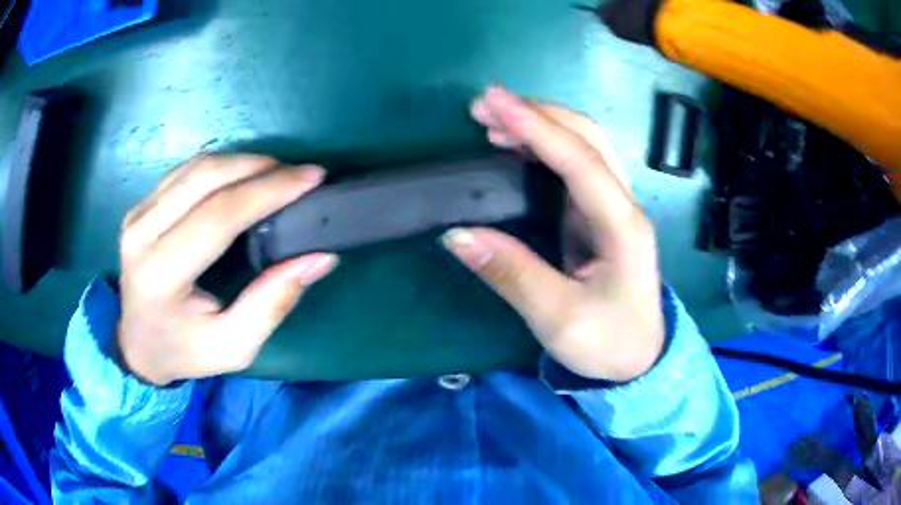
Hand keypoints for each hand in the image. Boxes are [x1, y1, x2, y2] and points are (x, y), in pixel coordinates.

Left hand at [116, 154, 338, 385]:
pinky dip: (220, 168)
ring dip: (241, 162)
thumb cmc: (185, 351)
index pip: (218, 216)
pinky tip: (242, 177)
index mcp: (161, 274)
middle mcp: (142, 235)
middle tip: (298, 173)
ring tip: (276, 173)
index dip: (267, 191)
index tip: (310, 178)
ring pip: (195, 168)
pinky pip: (184, 172)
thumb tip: (318, 257)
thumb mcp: (233, 347)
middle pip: (205, 178)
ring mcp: (137, 215)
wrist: (137, 346)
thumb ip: (272, 304)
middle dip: (258, 167)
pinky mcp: (139, 207)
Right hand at [443, 87, 663, 381]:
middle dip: (537, 113)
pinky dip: (543, 147)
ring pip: (583, 145)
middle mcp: (622, 205)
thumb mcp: (558, 319)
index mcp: (622, 226)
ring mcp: (613, 207)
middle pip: (588, 138)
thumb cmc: (608, 343)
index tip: (492, 103)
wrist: (641, 359)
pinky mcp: (599, 216)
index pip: (579, 161)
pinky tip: (514, 147)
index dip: (535, 127)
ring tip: (491, 120)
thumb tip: (456, 234)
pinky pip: (574, 167)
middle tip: (484, 105)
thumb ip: (512, 274)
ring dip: (540, 125)